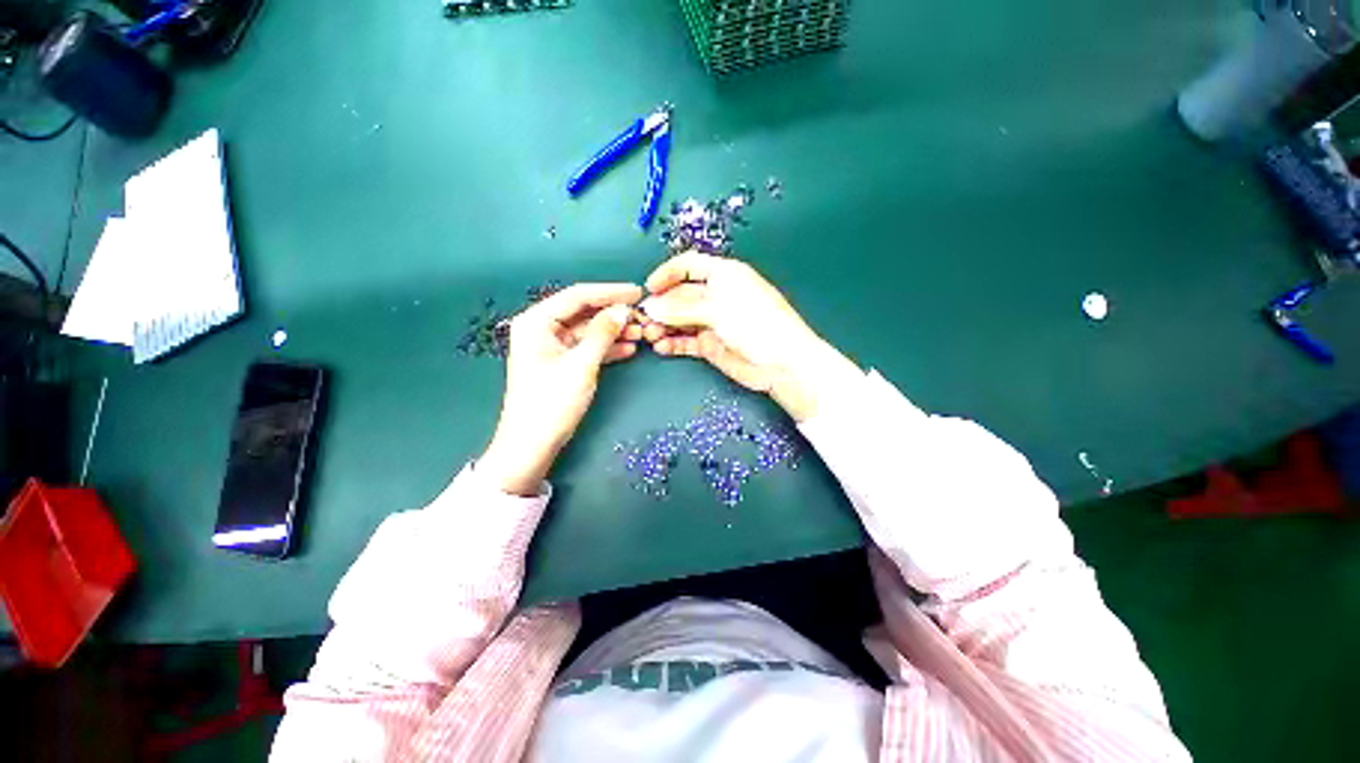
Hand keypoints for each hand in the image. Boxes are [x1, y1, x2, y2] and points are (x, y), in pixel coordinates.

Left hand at [477, 283, 644, 494]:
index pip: (578, 296)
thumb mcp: (581, 365)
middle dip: (613, 314)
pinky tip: (629, 348)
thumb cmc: (552, 402)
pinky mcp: (561, 363)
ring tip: (641, 332)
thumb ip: (602, 333)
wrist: (532, 445)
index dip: (610, 292)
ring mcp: (552, 346)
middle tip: (643, 316)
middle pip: (583, 312)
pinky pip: (587, 347)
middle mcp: (542, 328)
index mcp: (536, 321)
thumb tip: (622, 309)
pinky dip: (607, 347)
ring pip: (588, 330)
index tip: (638, 292)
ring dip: (613, 331)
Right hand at [639, 252, 860, 421]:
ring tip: (650, 336)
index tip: (648, 288)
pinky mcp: (712, 344)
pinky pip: (687, 341)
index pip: (689, 266)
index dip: (667, 274)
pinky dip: (673, 343)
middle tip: (643, 320)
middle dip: (662, 306)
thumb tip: (650, 307)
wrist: (782, 363)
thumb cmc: (756, 324)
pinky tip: (661, 348)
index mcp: (724, 275)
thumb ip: (681, 309)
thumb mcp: (718, 309)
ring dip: (664, 326)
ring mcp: (713, 321)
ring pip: (681, 320)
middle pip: (681, 295)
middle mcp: (717, 295)